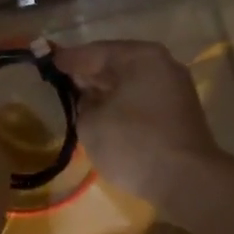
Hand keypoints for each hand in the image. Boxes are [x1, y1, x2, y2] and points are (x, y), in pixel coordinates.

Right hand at [53, 41, 220, 213]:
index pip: (94, 52)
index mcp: (140, 56)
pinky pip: (142, 99)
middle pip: (115, 63)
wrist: (188, 181)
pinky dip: (122, 102)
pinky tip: (105, 114)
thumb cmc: (134, 143)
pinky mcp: (180, 112)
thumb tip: (89, 98)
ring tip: (79, 97)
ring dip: (106, 89)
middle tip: (60, 79)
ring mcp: (175, 88)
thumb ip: (82, 102)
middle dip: (88, 73)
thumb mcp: (91, 122)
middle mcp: (162, 63)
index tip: (45, 60)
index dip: (67, 59)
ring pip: (130, 82)